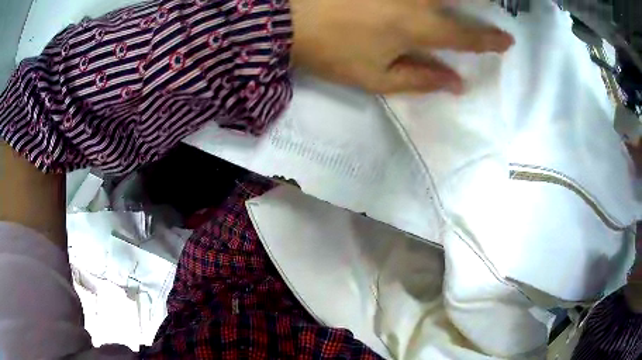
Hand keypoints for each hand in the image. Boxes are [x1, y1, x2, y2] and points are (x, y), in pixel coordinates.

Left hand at [291, 0, 513, 93]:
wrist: (285, 19)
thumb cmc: (330, 51)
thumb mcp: (376, 78)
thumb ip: (421, 79)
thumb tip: (457, 84)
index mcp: (419, 28)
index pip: (466, 36)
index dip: (490, 41)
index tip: (507, 41)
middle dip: (483, 1)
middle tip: (494, 8)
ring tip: (477, 3)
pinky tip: (433, 2)